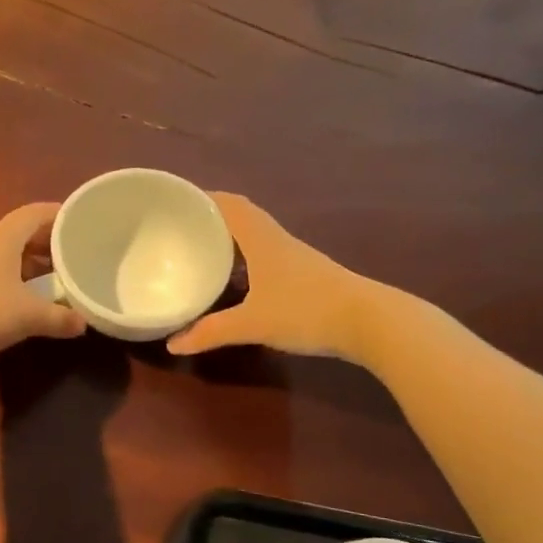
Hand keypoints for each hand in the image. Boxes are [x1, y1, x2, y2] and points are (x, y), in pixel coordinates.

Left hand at [0, 203, 86, 353]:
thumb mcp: (30, 316)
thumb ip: (60, 318)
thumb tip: (82, 324)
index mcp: (3, 238)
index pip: (34, 213)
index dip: (57, 214)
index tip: (77, 221)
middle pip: (19, 232)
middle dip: (45, 242)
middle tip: (69, 255)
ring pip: (3, 252)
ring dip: (27, 261)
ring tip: (48, 278)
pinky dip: (9, 275)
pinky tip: (18, 296)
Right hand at [166, 193, 388, 362]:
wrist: (369, 322)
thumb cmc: (306, 311)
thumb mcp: (252, 324)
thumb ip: (211, 332)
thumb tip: (173, 344)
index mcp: (261, 239)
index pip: (229, 205)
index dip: (203, 198)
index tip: (176, 201)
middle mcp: (276, 240)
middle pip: (240, 216)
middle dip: (211, 217)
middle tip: (180, 227)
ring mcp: (293, 256)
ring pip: (254, 235)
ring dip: (229, 236)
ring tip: (200, 249)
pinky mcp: (304, 274)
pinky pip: (264, 254)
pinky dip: (244, 257)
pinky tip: (235, 278)